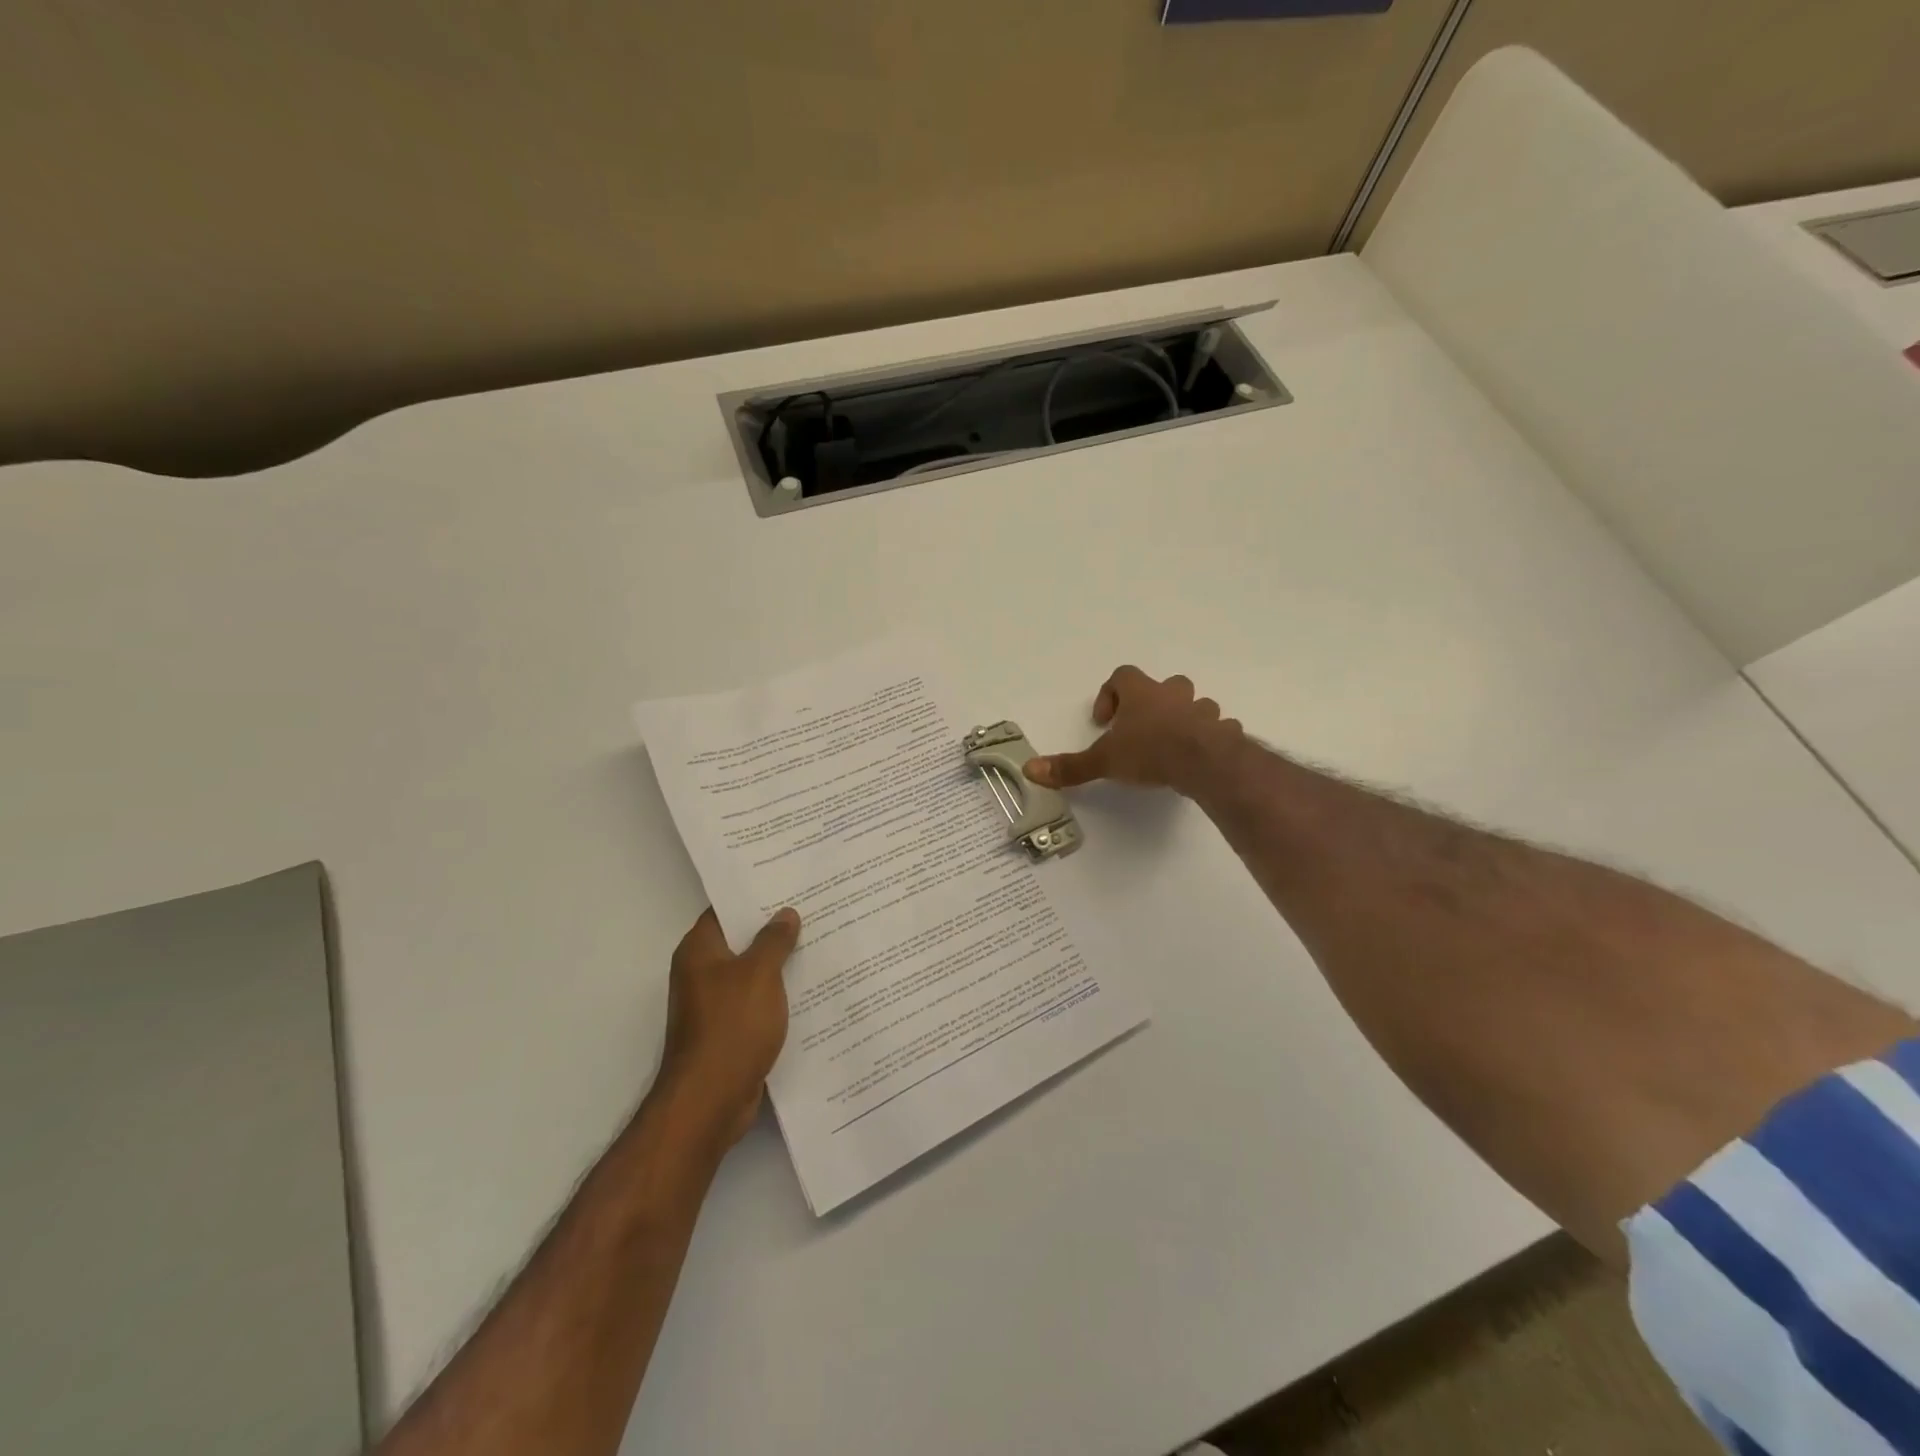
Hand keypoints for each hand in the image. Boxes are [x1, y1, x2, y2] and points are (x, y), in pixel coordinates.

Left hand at [658, 907, 800, 1150]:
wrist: (710, 1101)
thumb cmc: (731, 1026)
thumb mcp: (759, 974)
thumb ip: (773, 941)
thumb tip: (785, 914)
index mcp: (699, 951)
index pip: (726, 910)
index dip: (755, 896)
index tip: (789, 883)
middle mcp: (701, 973)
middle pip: (740, 940)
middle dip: (774, 928)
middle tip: (813, 909)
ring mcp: (713, 1005)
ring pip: (752, 973)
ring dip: (780, 963)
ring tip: (820, 942)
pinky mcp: (728, 1031)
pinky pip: (757, 1002)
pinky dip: (778, 994)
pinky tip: (811, 988)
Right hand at [1024, 665, 1241, 795]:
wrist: (1204, 762)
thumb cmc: (1149, 752)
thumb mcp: (1104, 761)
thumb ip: (1070, 766)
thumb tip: (1030, 769)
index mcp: (1141, 694)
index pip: (1122, 676)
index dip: (1110, 694)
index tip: (1104, 721)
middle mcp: (1173, 695)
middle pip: (1164, 685)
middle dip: (1152, 703)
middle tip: (1140, 730)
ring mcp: (1202, 711)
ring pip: (1193, 705)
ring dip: (1183, 719)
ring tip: (1171, 745)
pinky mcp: (1222, 731)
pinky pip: (1216, 728)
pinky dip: (1208, 738)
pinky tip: (1199, 759)